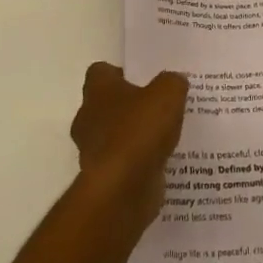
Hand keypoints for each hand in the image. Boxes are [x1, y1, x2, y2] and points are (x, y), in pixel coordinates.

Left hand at [70, 63, 188, 231]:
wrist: (122, 190)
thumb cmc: (139, 131)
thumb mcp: (168, 94)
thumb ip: (172, 82)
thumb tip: (174, 81)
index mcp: (98, 91)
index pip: (101, 72)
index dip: (122, 72)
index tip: (144, 79)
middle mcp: (88, 118)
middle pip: (107, 104)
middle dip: (130, 106)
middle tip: (159, 106)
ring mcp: (93, 150)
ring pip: (115, 135)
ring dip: (135, 136)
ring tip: (166, 135)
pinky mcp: (105, 178)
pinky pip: (124, 162)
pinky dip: (139, 161)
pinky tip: (163, 160)